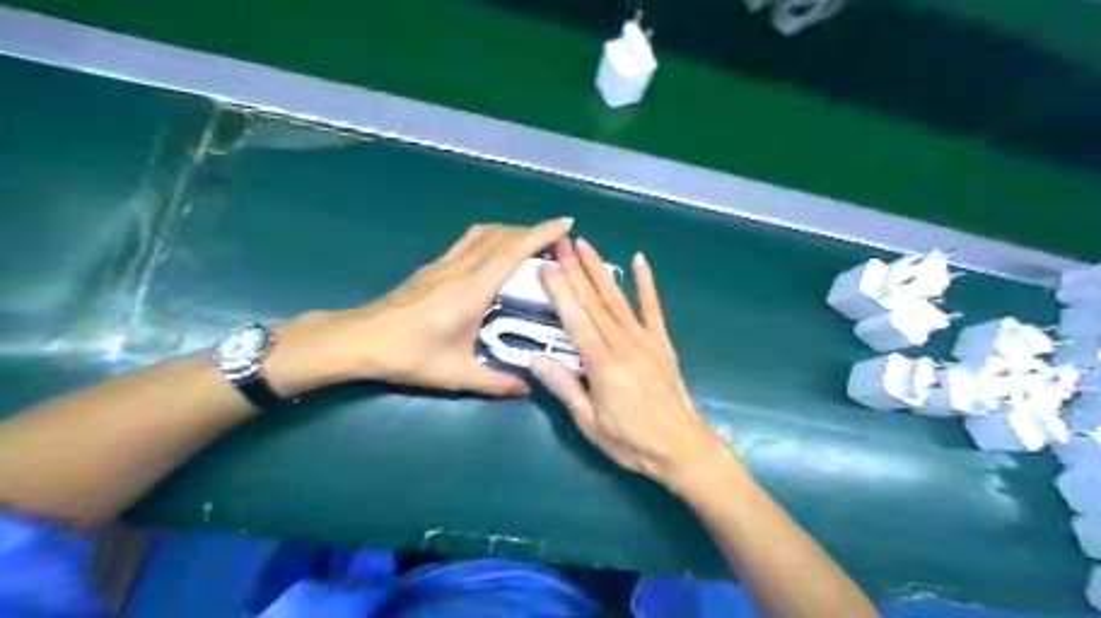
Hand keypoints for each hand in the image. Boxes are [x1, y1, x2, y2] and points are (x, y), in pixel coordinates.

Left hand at [270, 219, 570, 396]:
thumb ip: (495, 382)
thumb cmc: (408, 356)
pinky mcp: (433, 267)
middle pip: (502, 236)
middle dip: (533, 230)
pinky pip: (469, 241)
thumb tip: (527, 386)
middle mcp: (461, 269)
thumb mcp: (456, 375)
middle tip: (557, 238)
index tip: (565, 223)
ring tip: (531, 242)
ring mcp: (444, 264)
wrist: (359, 340)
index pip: (512, 251)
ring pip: (484, 234)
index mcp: (472, 290)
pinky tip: (495, 253)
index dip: (541, 233)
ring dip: (511, 231)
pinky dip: (491, 238)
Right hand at [531, 236, 727, 492]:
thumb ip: (566, 389)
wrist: (683, 448)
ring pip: (617, 299)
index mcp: (603, 365)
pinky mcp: (662, 342)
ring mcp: (646, 340)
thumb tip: (535, 359)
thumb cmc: (632, 442)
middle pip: (594, 302)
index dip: (560, 291)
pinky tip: (638, 260)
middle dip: (575, 269)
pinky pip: (652, 308)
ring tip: (584, 245)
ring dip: (599, 269)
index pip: (576, 320)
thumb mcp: (591, 424)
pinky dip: (646, 283)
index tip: (546, 265)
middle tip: (560, 241)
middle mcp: (624, 344)